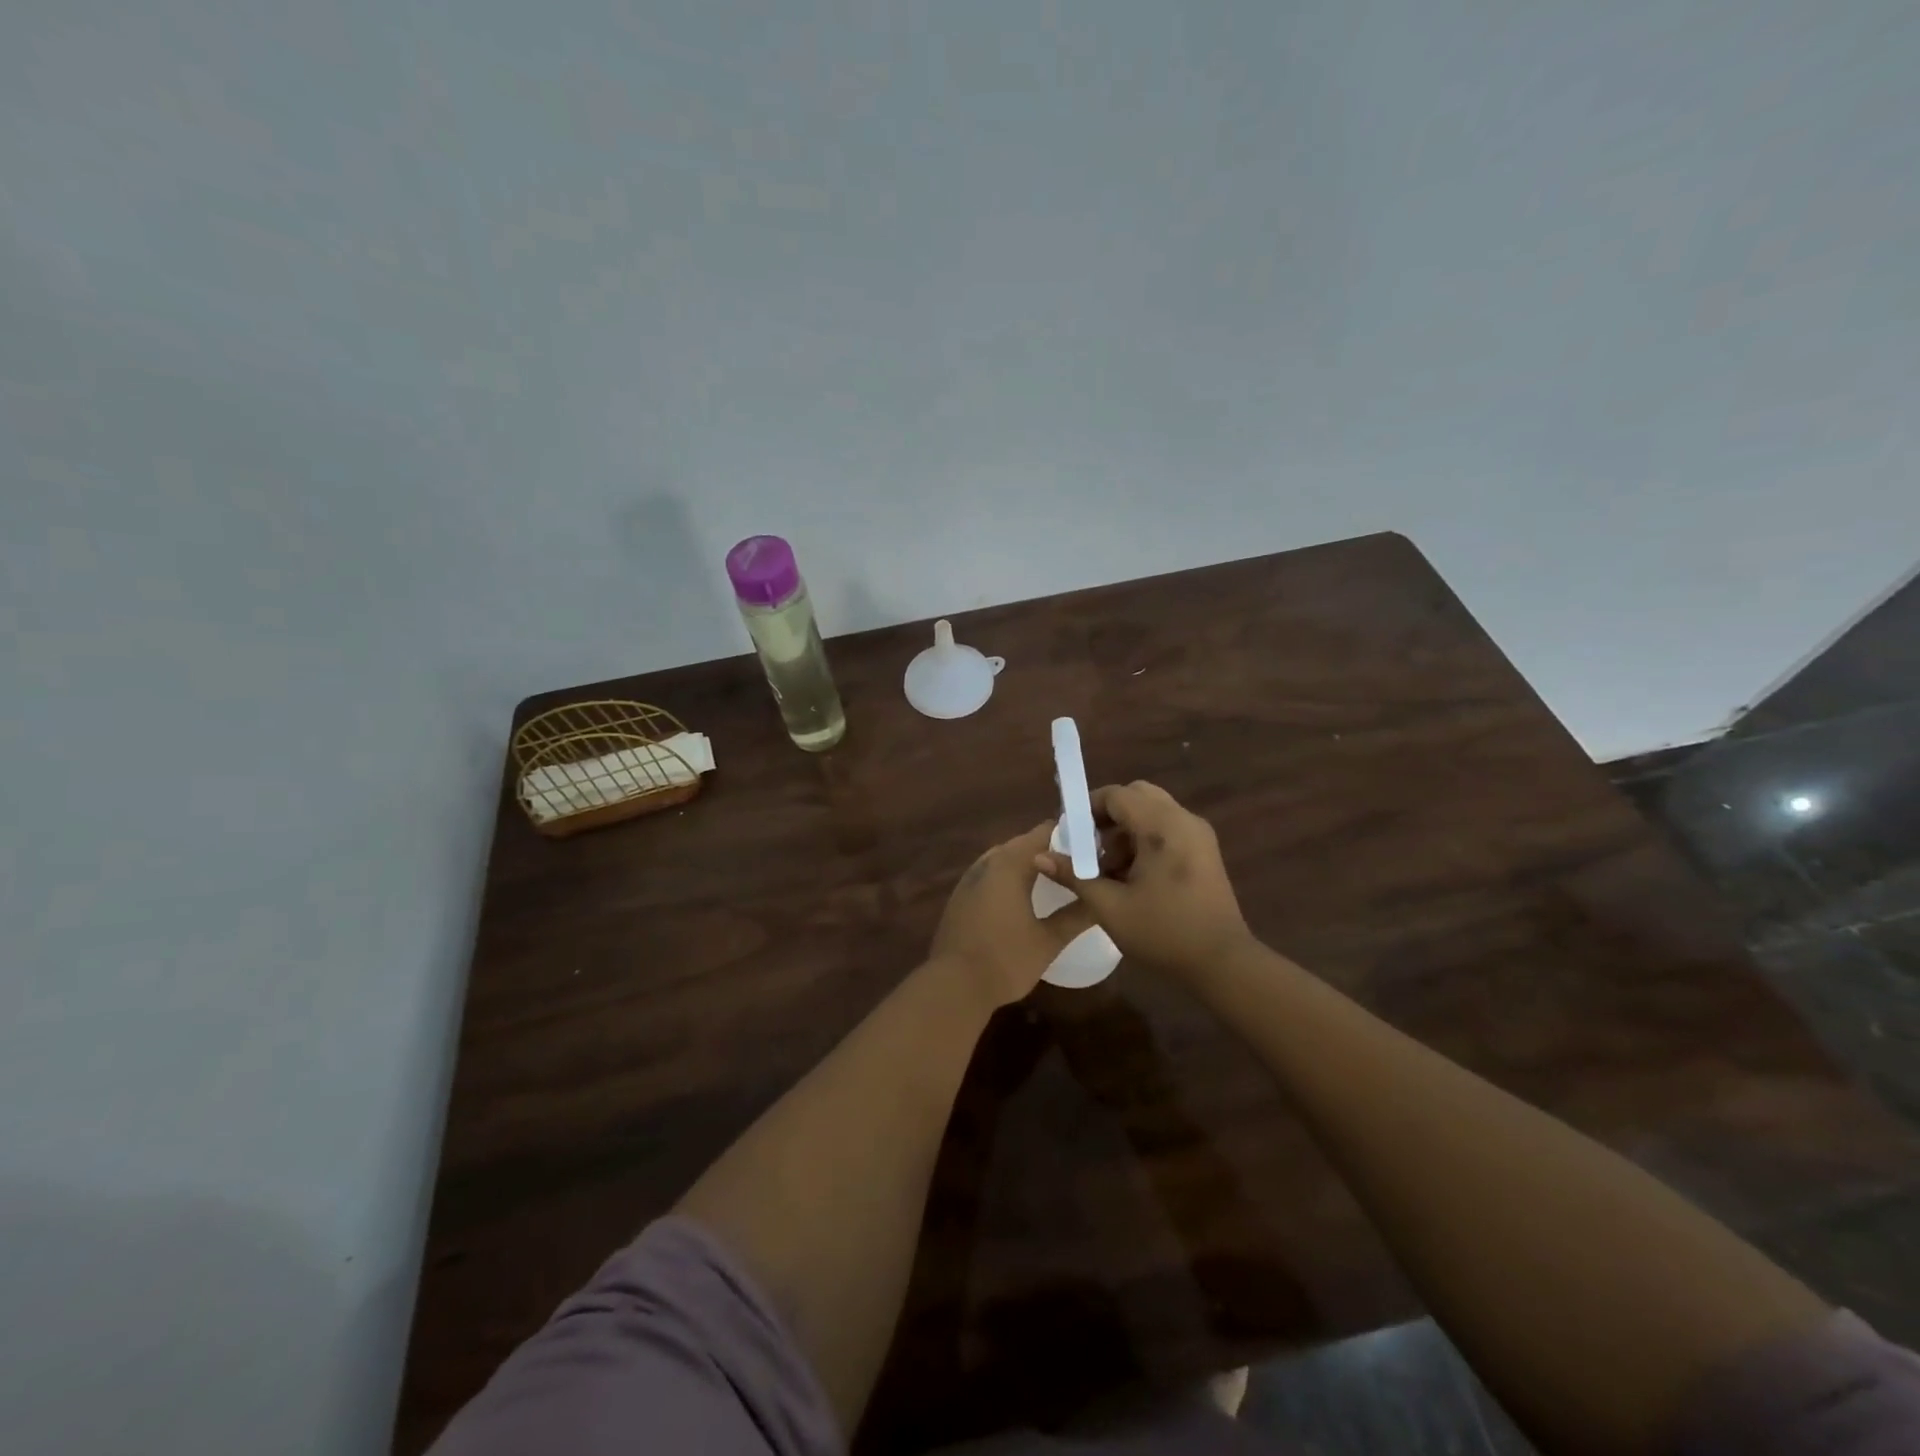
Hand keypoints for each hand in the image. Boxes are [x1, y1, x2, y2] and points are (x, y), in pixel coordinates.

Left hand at [932, 823, 1094, 1007]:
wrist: (953, 985)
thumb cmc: (1005, 959)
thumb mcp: (1049, 940)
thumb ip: (1077, 915)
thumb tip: (1102, 899)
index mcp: (1010, 864)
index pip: (1044, 833)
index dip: (1069, 835)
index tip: (1093, 846)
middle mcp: (987, 862)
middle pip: (1023, 844)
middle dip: (1050, 850)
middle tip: (1078, 864)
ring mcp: (970, 878)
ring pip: (1005, 858)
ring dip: (1028, 863)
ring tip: (1055, 878)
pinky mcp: (961, 896)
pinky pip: (991, 874)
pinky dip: (1010, 877)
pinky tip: (1023, 896)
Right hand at [1034, 781, 1253, 977]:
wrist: (1222, 963)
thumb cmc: (1163, 932)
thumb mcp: (1109, 906)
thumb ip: (1074, 875)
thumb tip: (1039, 857)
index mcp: (1162, 826)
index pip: (1117, 794)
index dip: (1087, 808)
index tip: (1070, 834)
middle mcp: (1183, 820)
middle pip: (1137, 796)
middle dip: (1108, 816)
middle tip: (1090, 847)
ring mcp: (1198, 834)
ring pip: (1153, 812)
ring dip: (1126, 830)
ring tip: (1109, 870)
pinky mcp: (1205, 851)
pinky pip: (1168, 828)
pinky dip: (1145, 840)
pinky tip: (1133, 877)